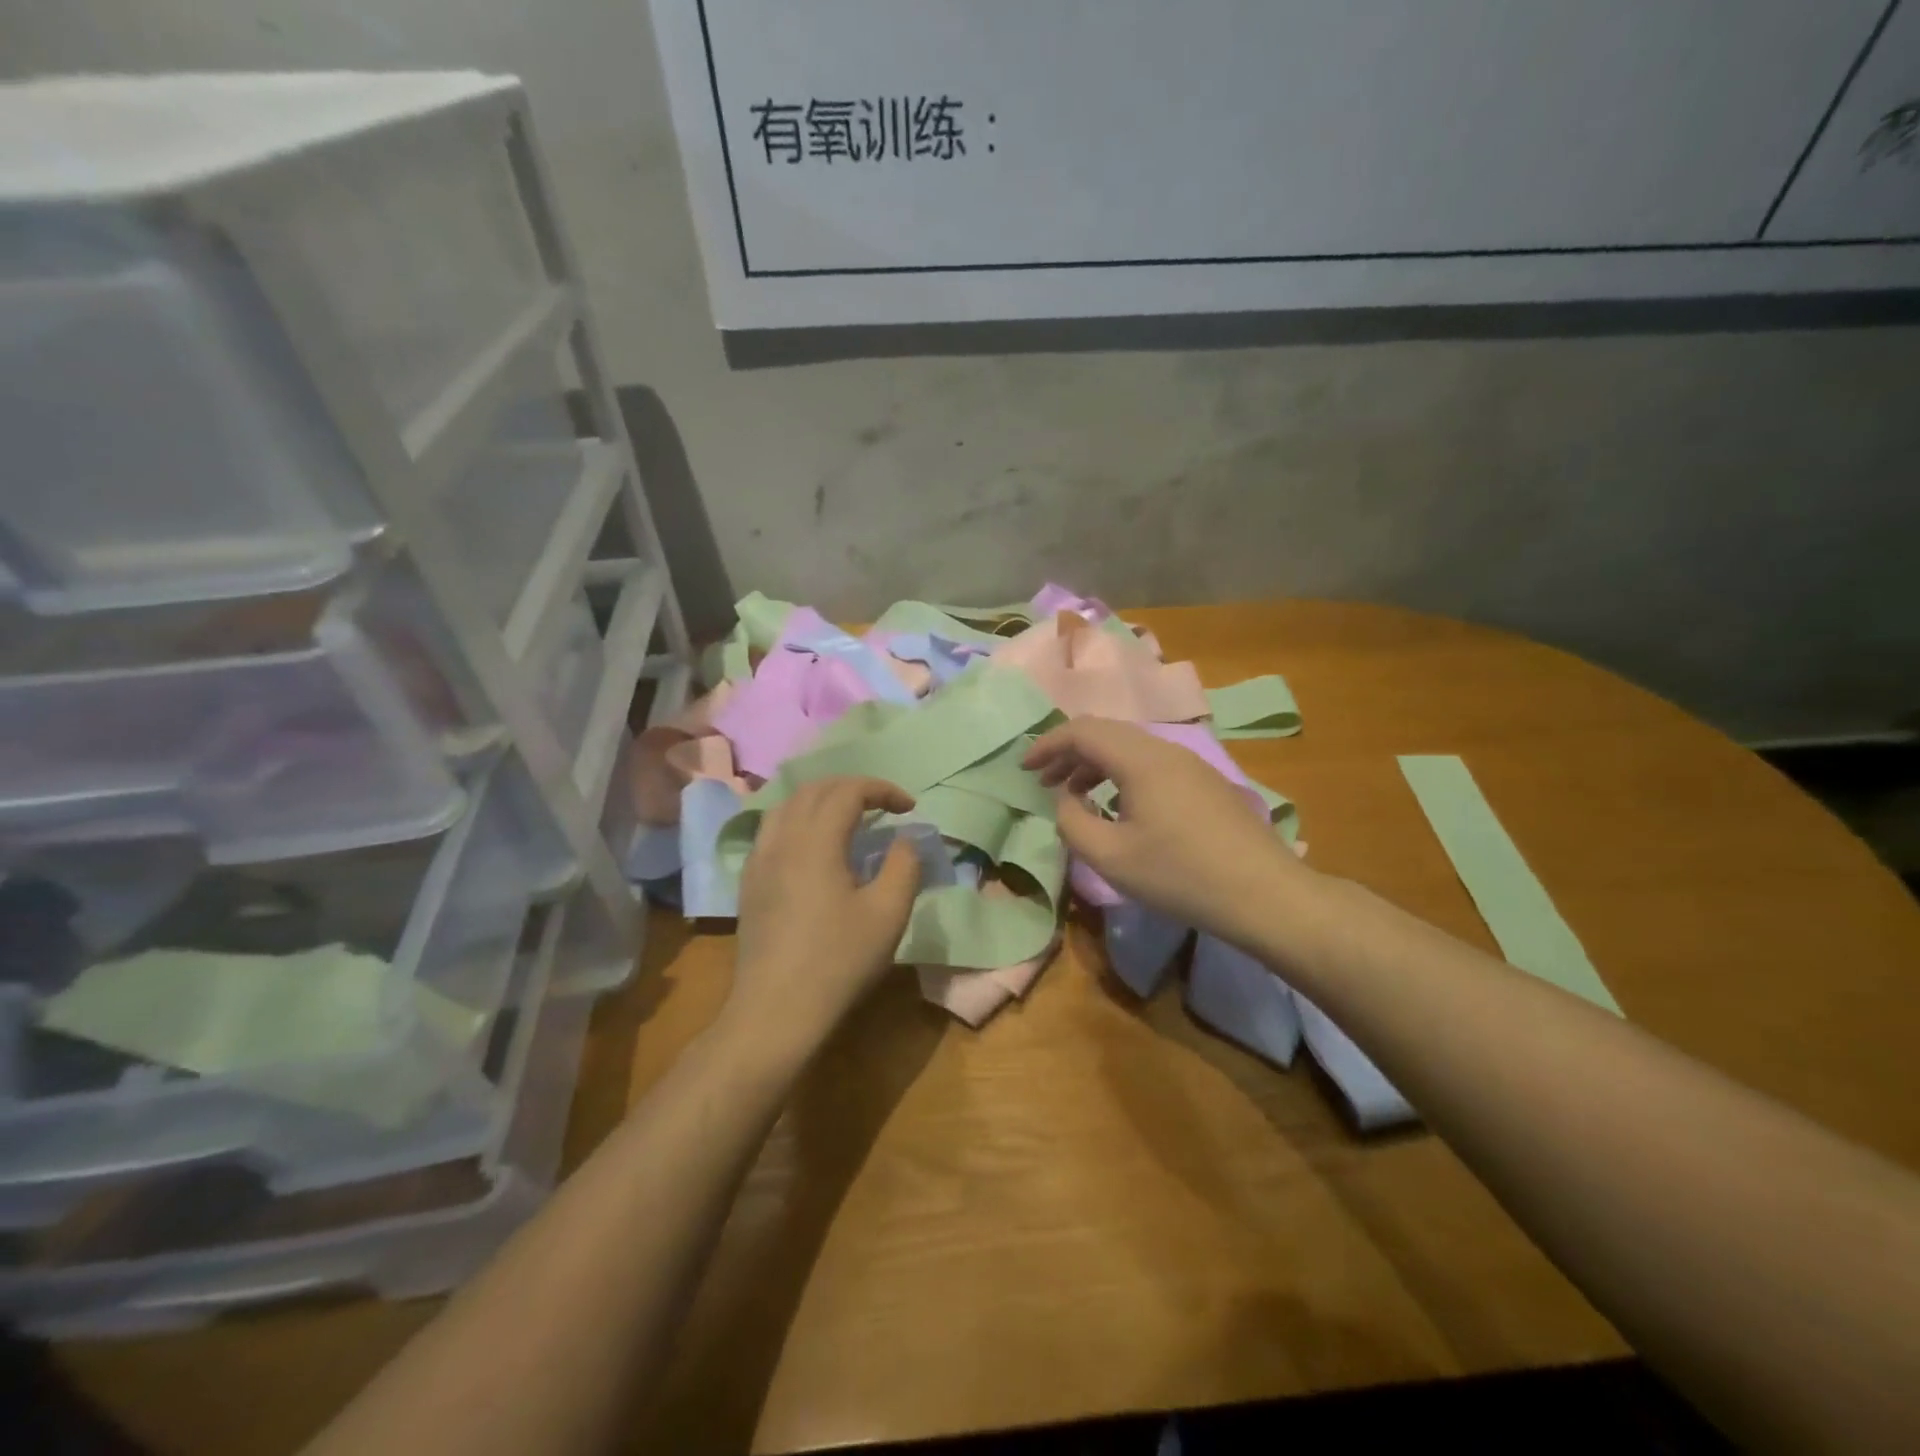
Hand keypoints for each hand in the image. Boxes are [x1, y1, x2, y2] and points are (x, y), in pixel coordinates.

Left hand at [728, 777, 922, 1059]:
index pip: (848, 791)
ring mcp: (759, 860)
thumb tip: (904, 838)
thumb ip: (903, 864)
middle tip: (883, 805)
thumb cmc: (839, 961)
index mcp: (816, 841)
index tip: (909, 807)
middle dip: (852, 788)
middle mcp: (781, 839)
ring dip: (822, 800)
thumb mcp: (888, 913)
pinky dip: (800, 819)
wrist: (776, 1011)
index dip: (882, 789)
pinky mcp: (749, 882)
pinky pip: (773, 829)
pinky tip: (814, 846)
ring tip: (849, 818)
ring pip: (788, 805)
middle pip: (814, 790)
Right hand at [1024, 718, 1311, 945]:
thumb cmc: (1180, 876)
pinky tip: (1120, 806)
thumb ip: (1072, 822)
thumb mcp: (1110, 857)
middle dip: (1069, 753)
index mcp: (1140, 759)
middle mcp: (1166, 749)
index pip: (1082, 731)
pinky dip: (1123, 774)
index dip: (1047, 745)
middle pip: (1107, 733)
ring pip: (1131, 747)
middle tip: (1045, 781)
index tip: (1024, 769)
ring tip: (1077, 794)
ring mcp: (1192, 763)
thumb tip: (1065, 798)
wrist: (1264, 895)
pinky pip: (1153, 763)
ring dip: (1096, 763)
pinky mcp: (1207, 782)